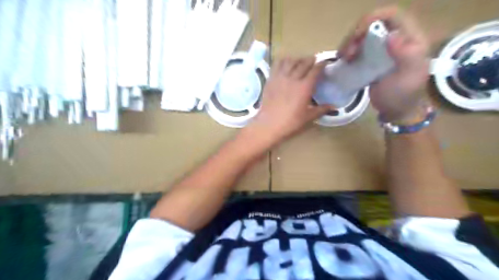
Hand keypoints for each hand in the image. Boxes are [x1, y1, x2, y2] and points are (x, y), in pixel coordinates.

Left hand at [245, 57, 332, 145]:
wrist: (269, 124)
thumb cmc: (290, 122)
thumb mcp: (308, 117)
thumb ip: (321, 110)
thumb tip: (333, 106)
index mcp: (305, 87)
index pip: (315, 70)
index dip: (321, 65)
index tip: (325, 63)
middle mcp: (293, 78)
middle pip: (304, 63)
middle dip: (310, 60)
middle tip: (313, 61)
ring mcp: (280, 77)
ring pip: (290, 61)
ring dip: (297, 59)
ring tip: (299, 62)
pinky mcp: (271, 79)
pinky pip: (277, 65)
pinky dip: (283, 61)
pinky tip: (285, 64)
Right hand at [342, 6, 430, 121]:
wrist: (396, 110)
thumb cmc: (403, 95)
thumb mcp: (408, 77)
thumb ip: (406, 55)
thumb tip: (391, 35)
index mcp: (410, 38)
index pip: (392, 15)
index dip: (372, 18)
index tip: (356, 35)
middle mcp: (396, 39)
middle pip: (372, 24)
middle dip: (355, 35)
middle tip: (346, 53)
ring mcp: (383, 49)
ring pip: (363, 36)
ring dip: (350, 44)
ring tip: (343, 58)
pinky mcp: (372, 59)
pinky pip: (358, 48)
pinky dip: (349, 52)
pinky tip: (344, 61)